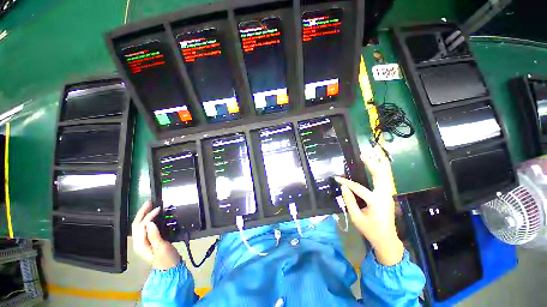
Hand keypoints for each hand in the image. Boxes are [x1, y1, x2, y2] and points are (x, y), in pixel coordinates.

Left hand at [132, 201, 180, 269]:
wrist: (170, 267)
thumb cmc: (166, 258)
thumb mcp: (161, 247)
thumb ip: (154, 235)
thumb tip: (149, 223)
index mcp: (140, 244)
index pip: (142, 226)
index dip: (149, 216)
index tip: (159, 208)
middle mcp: (139, 242)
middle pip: (137, 225)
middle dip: (141, 213)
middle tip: (149, 202)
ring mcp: (143, 242)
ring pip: (140, 226)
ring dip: (144, 215)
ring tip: (150, 207)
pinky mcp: (149, 241)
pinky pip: (145, 228)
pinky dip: (148, 220)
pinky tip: (153, 217)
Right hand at [335, 151, 403, 265]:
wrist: (386, 239)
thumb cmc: (370, 230)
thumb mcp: (356, 217)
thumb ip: (349, 201)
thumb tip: (343, 187)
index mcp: (376, 202)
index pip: (358, 188)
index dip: (346, 182)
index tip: (336, 178)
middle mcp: (385, 195)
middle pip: (380, 176)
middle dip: (371, 164)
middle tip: (363, 155)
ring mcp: (389, 195)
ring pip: (386, 176)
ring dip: (380, 165)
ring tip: (374, 155)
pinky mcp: (389, 195)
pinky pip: (387, 180)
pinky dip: (384, 171)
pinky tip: (380, 166)